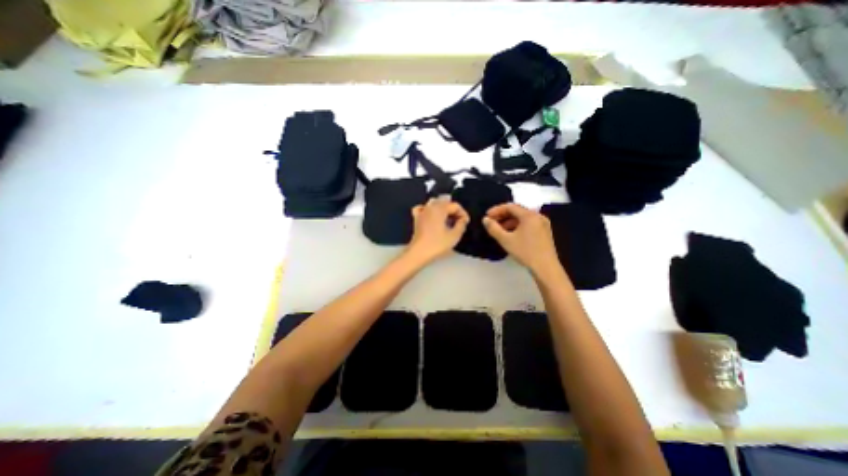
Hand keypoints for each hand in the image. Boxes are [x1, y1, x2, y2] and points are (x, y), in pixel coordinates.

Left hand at [405, 196, 470, 264]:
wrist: (419, 253)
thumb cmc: (437, 244)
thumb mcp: (454, 236)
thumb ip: (461, 225)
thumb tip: (462, 220)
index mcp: (440, 208)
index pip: (455, 205)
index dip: (463, 213)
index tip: (466, 223)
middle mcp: (430, 207)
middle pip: (445, 203)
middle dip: (454, 211)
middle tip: (459, 223)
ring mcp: (422, 212)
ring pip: (434, 204)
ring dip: (443, 210)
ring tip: (448, 220)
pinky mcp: (416, 218)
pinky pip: (423, 208)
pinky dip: (428, 210)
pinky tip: (432, 216)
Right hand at [484, 204, 560, 277]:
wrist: (546, 268)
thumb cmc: (525, 252)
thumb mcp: (506, 240)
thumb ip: (493, 228)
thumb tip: (485, 220)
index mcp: (529, 215)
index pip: (510, 206)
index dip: (497, 210)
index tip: (487, 216)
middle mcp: (538, 216)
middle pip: (517, 211)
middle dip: (503, 215)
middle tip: (492, 222)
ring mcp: (543, 224)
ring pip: (523, 218)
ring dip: (510, 221)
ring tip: (499, 230)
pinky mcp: (545, 232)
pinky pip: (529, 224)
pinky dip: (518, 226)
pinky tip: (511, 235)